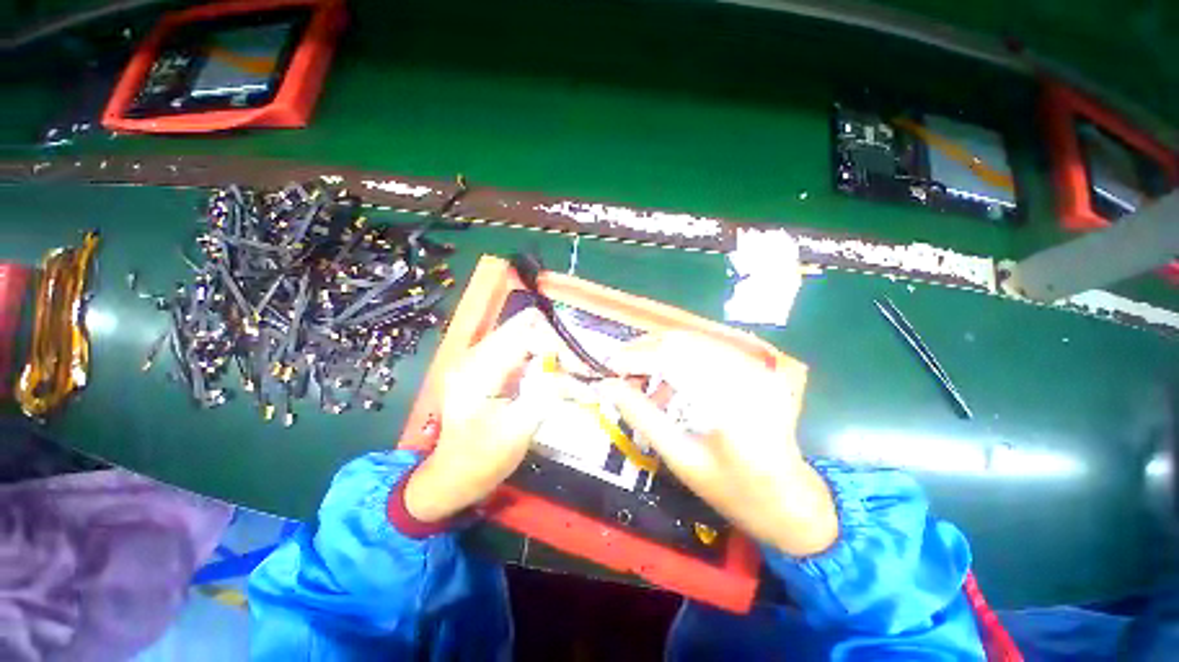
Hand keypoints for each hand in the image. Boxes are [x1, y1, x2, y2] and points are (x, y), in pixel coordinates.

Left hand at [404, 309, 558, 522]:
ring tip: (568, 372)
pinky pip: (522, 346)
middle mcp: (477, 353)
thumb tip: (574, 374)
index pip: (526, 335)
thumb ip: (545, 396)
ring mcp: (481, 356)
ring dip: (551, 348)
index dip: (557, 347)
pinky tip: (552, 376)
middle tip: (575, 367)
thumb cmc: (482, 459)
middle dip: (556, 341)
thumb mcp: (518, 431)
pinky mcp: (489, 364)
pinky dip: (542, 355)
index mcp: (478, 369)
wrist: (452, 475)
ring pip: (526, 331)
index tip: (579, 370)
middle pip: (525, 323)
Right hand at [602, 332, 838, 556]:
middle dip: (644, 349)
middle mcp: (749, 373)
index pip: (674, 357)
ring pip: (692, 341)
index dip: (636, 356)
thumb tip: (606, 386)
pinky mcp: (755, 368)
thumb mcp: (682, 460)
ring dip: (658, 353)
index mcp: (734, 402)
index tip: (607, 365)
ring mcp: (756, 367)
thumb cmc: (736, 492)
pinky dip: (677, 360)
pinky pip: (705, 351)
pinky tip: (665, 383)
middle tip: (617, 368)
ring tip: (636, 376)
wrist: (792, 502)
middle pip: (683, 341)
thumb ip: (642, 416)